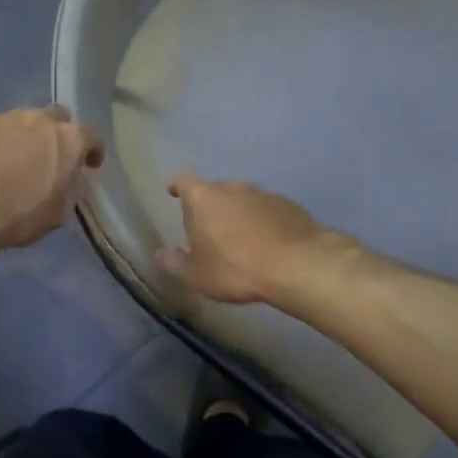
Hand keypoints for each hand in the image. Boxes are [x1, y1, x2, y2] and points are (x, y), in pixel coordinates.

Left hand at [0, 106, 104, 258]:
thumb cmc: (17, 215)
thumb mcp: (56, 213)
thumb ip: (68, 189)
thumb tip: (67, 180)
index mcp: (69, 141)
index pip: (92, 137)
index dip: (93, 151)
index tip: (91, 164)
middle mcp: (42, 120)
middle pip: (58, 118)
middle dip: (59, 134)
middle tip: (52, 156)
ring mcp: (9, 117)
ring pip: (27, 120)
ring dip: (28, 135)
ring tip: (18, 158)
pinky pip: (0, 127)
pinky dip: (2, 139)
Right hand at [156, 174, 336, 304]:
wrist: (296, 264)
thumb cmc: (235, 269)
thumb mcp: (197, 276)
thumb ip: (175, 263)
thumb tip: (160, 253)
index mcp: (203, 200)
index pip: (184, 182)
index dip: (177, 186)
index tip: (173, 192)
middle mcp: (232, 188)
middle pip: (215, 189)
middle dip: (210, 205)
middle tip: (209, 228)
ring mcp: (263, 194)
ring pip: (243, 199)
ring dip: (238, 213)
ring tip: (240, 238)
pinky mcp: (288, 205)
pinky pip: (267, 209)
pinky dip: (262, 220)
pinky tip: (267, 242)